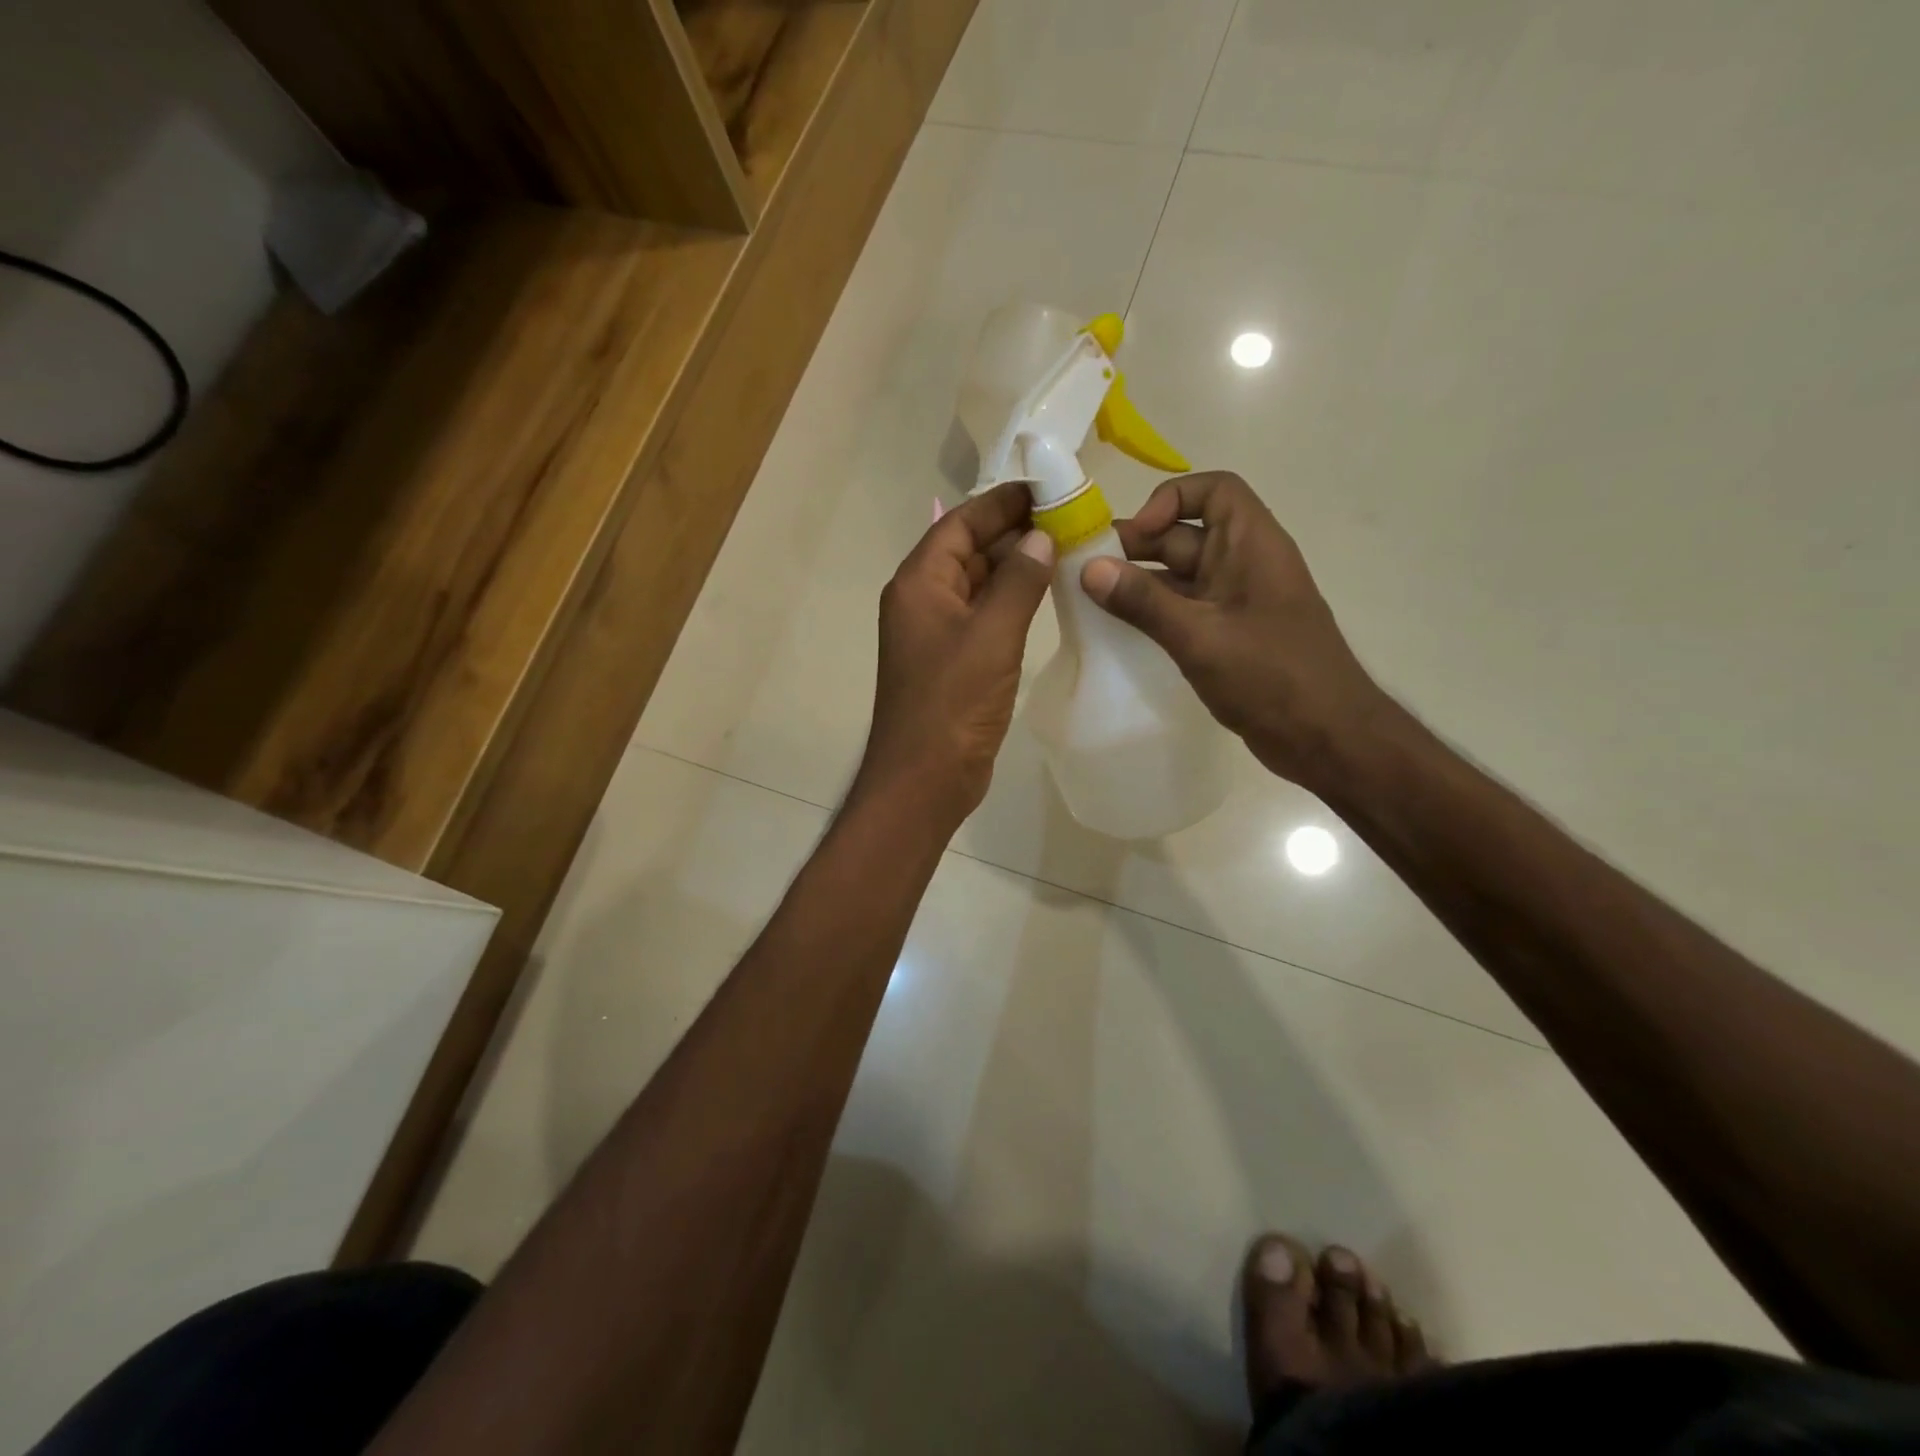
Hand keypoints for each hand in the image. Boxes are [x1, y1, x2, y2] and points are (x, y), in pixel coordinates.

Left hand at [858, 481, 1054, 821]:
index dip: (1001, 503)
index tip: (1045, 487)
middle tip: (1067, 517)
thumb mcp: (991, 636)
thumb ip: (1018, 582)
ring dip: (1015, 566)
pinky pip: (983, 615)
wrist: (925, 778)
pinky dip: (1011, 601)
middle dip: (1013, 532)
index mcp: (919, 583)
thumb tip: (1041, 538)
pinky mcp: (953, 661)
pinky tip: (1046, 595)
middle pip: (968, 550)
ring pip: (977, 583)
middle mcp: (922, 600)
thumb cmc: (952, 704)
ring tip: (1066, 548)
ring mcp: (937, 633)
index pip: (960, 524)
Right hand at [1080, 471, 1390, 788]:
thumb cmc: (1271, 677)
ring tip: (1092, 601)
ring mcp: (1237, 603)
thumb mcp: (1200, 636)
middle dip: (1138, 547)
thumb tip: (1089, 569)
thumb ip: (1143, 602)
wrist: (1326, 738)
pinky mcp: (1229, 636)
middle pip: (1186, 535)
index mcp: (1252, 545)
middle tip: (1088, 572)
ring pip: (1180, 577)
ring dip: (1139, 584)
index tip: (1136, 534)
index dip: (1171, 500)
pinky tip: (1119, 631)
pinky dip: (1153, 614)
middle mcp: (1244, 565)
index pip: (1214, 491)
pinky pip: (1184, 610)